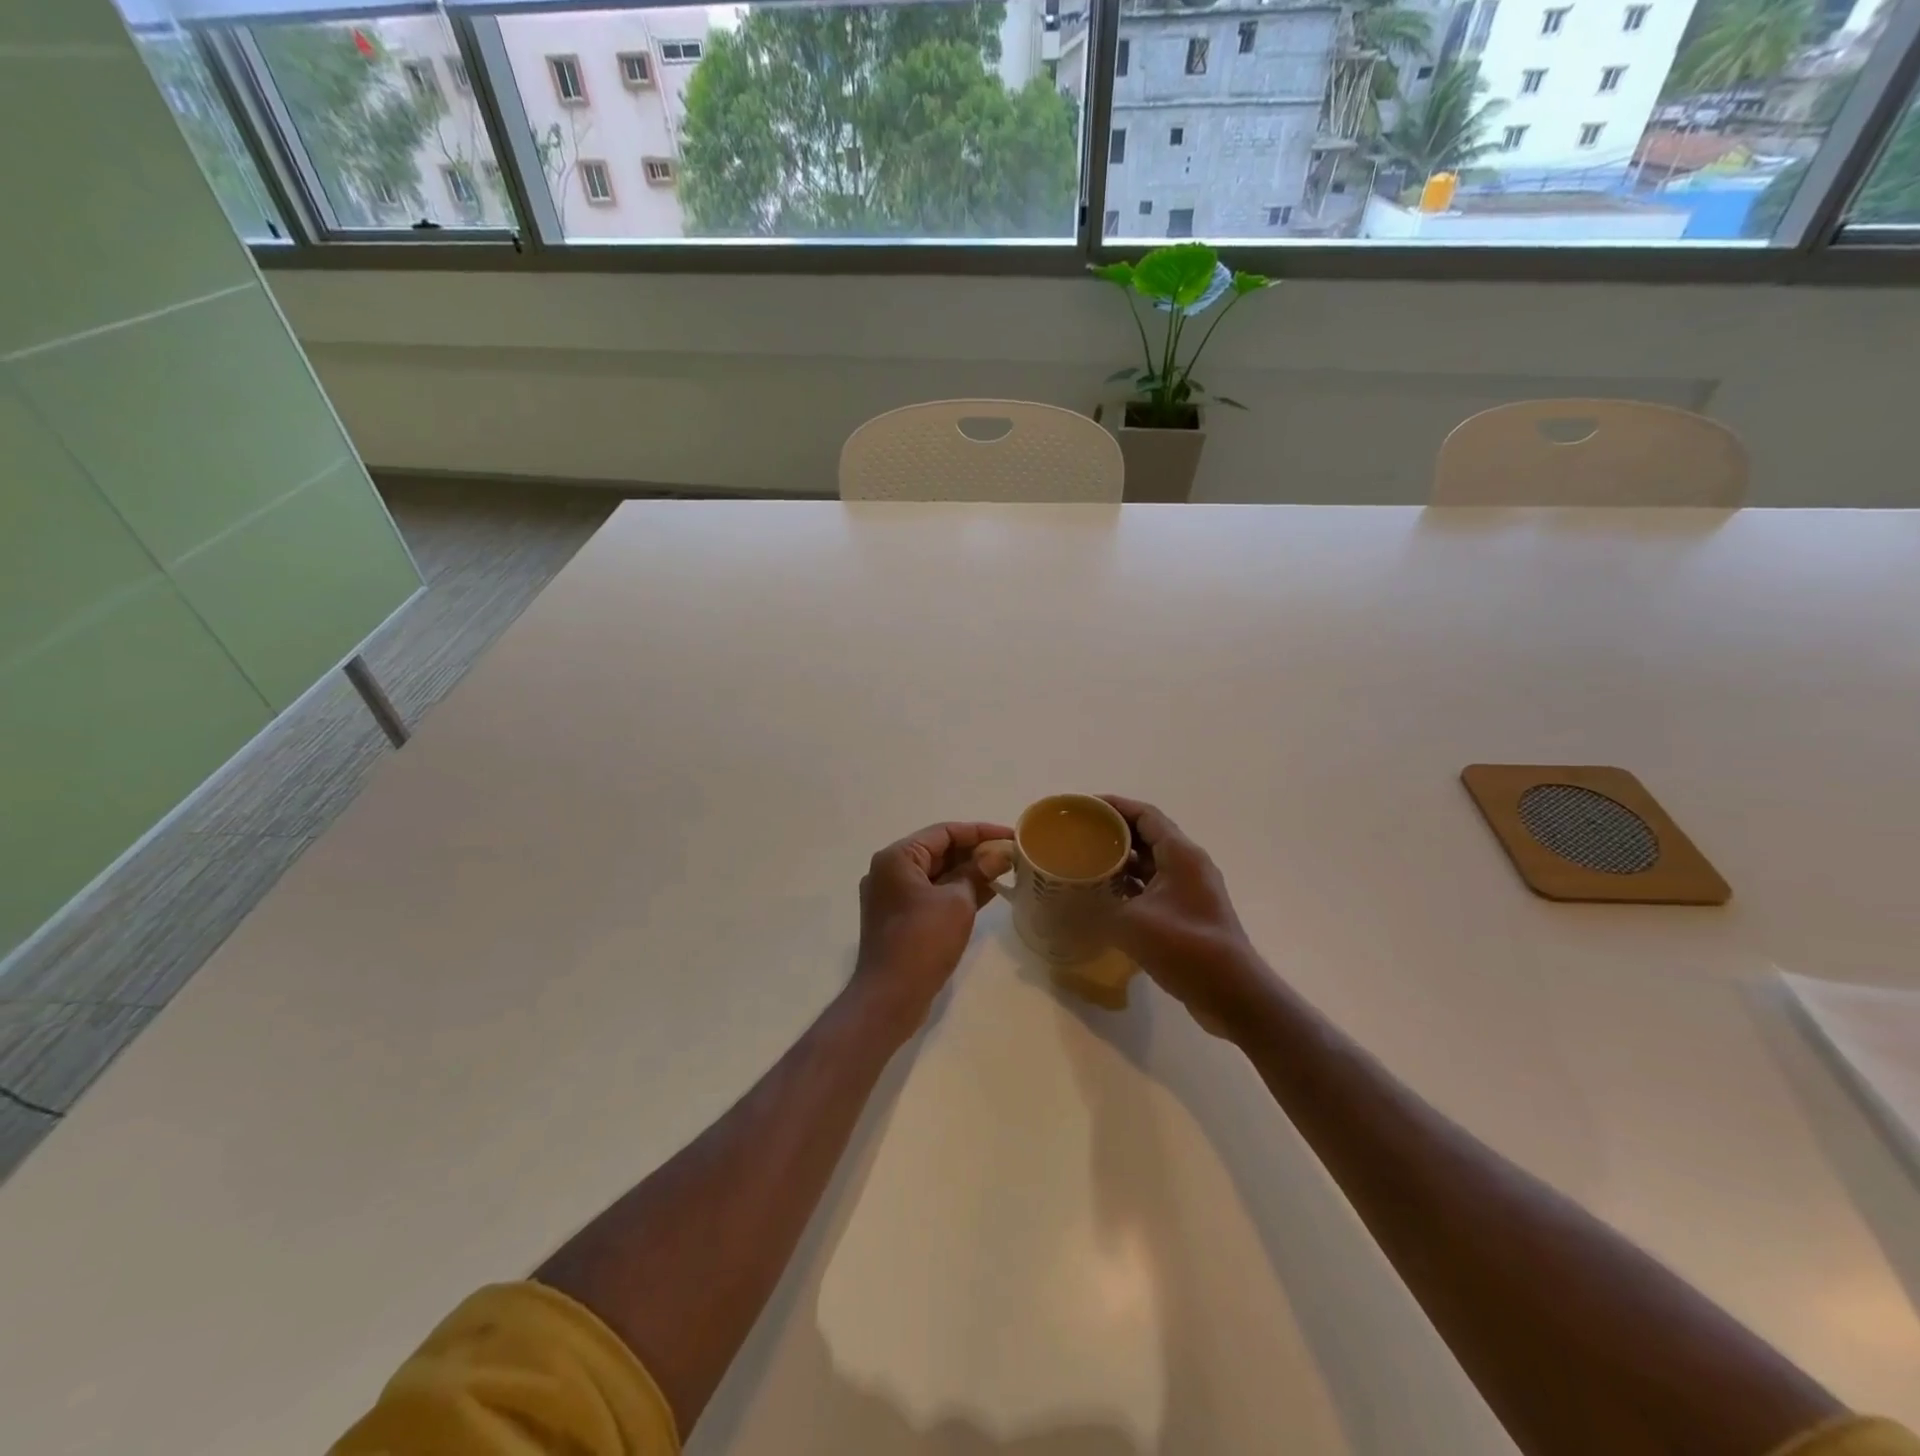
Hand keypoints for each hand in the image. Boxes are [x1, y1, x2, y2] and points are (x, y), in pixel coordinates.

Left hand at [852, 820, 1013, 1031]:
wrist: (890, 997)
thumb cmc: (923, 941)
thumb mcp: (958, 902)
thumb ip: (978, 872)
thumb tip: (999, 855)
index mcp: (897, 857)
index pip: (944, 832)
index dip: (981, 832)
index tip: (1012, 837)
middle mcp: (889, 871)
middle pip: (939, 851)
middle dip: (976, 852)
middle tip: (1011, 856)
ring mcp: (892, 896)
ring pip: (937, 874)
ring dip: (969, 873)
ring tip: (1006, 872)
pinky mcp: (899, 918)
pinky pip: (932, 894)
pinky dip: (957, 892)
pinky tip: (988, 893)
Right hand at [1102, 796, 1271, 1030]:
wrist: (1232, 993)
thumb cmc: (1185, 947)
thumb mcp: (1131, 924)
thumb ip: (1095, 910)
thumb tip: (1061, 906)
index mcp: (1180, 854)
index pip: (1145, 815)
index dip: (1114, 806)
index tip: (1083, 807)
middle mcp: (1188, 864)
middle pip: (1147, 836)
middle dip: (1113, 834)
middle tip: (1079, 836)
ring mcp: (1191, 889)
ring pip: (1151, 864)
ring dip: (1121, 862)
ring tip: (1086, 864)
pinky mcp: (1189, 912)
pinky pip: (1155, 886)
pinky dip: (1131, 886)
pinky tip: (1106, 897)